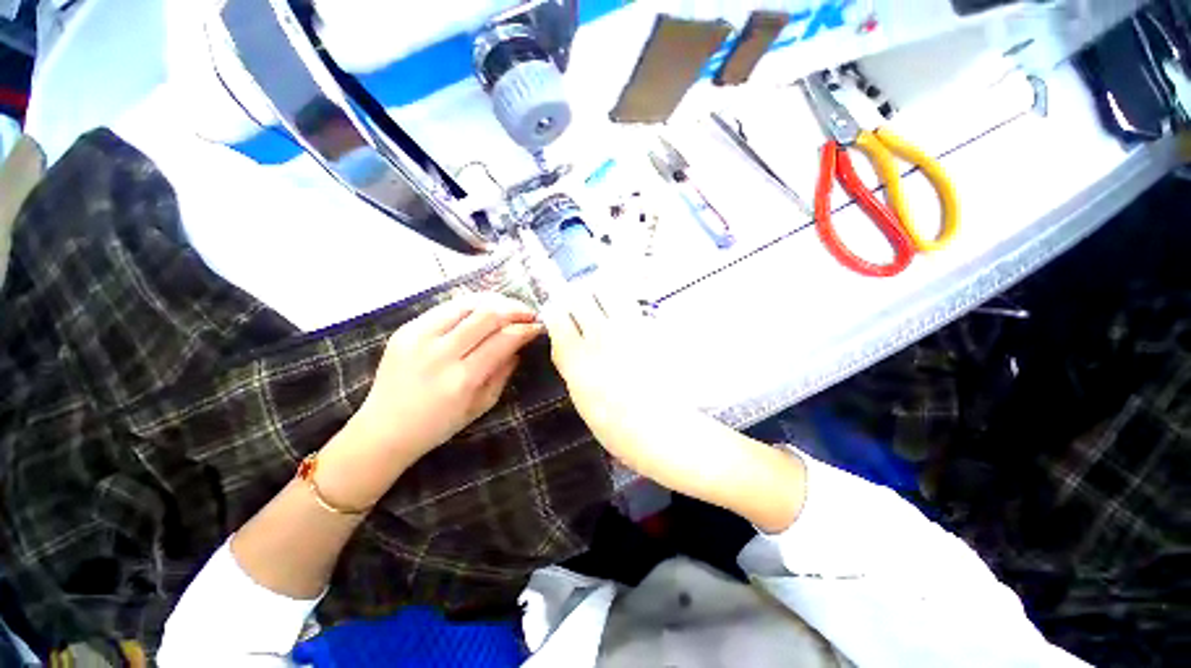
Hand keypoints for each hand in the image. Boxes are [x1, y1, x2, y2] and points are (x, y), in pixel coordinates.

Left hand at [318, 294, 542, 508]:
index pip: (504, 339)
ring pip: (466, 304)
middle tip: (529, 312)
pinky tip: (482, 309)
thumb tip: (519, 345)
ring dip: (495, 301)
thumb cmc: (438, 425)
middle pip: (487, 314)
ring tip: (509, 307)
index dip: (526, 329)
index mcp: (462, 378)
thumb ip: (503, 372)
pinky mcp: (406, 329)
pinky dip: (470, 304)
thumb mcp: (481, 405)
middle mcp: (440, 353)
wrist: (383, 429)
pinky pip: (446, 307)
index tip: (539, 327)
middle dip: (515, 309)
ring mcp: (419, 337)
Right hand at [542, 287, 804, 532]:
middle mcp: (601, 337)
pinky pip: (629, 301)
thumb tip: (564, 340)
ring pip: (605, 290)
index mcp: (578, 359)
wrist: (666, 431)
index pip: (557, 316)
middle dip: (574, 298)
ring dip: (597, 293)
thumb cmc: (618, 427)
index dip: (554, 311)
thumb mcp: (581, 400)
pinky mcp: (651, 328)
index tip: (558, 315)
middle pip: (579, 295)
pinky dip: (620, 298)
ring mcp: (628, 329)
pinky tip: (623, 313)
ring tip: (601, 305)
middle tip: (579, 308)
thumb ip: (570, 365)